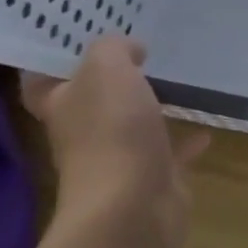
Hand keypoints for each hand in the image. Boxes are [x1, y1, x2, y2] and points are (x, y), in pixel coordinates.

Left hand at [20, 37, 206, 236]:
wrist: (132, 206)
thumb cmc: (111, 130)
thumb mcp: (107, 69)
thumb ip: (113, 49)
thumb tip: (127, 48)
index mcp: (62, 106)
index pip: (41, 82)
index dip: (53, 63)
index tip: (77, 41)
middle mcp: (82, 134)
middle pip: (90, 104)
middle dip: (111, 84)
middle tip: (140, 53)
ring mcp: (116, 160)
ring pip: (130, 128)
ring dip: (150, 111)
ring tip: (177, 85)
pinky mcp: (151, 179)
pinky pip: (169, 154)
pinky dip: (186, 141)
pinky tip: (206, 127)